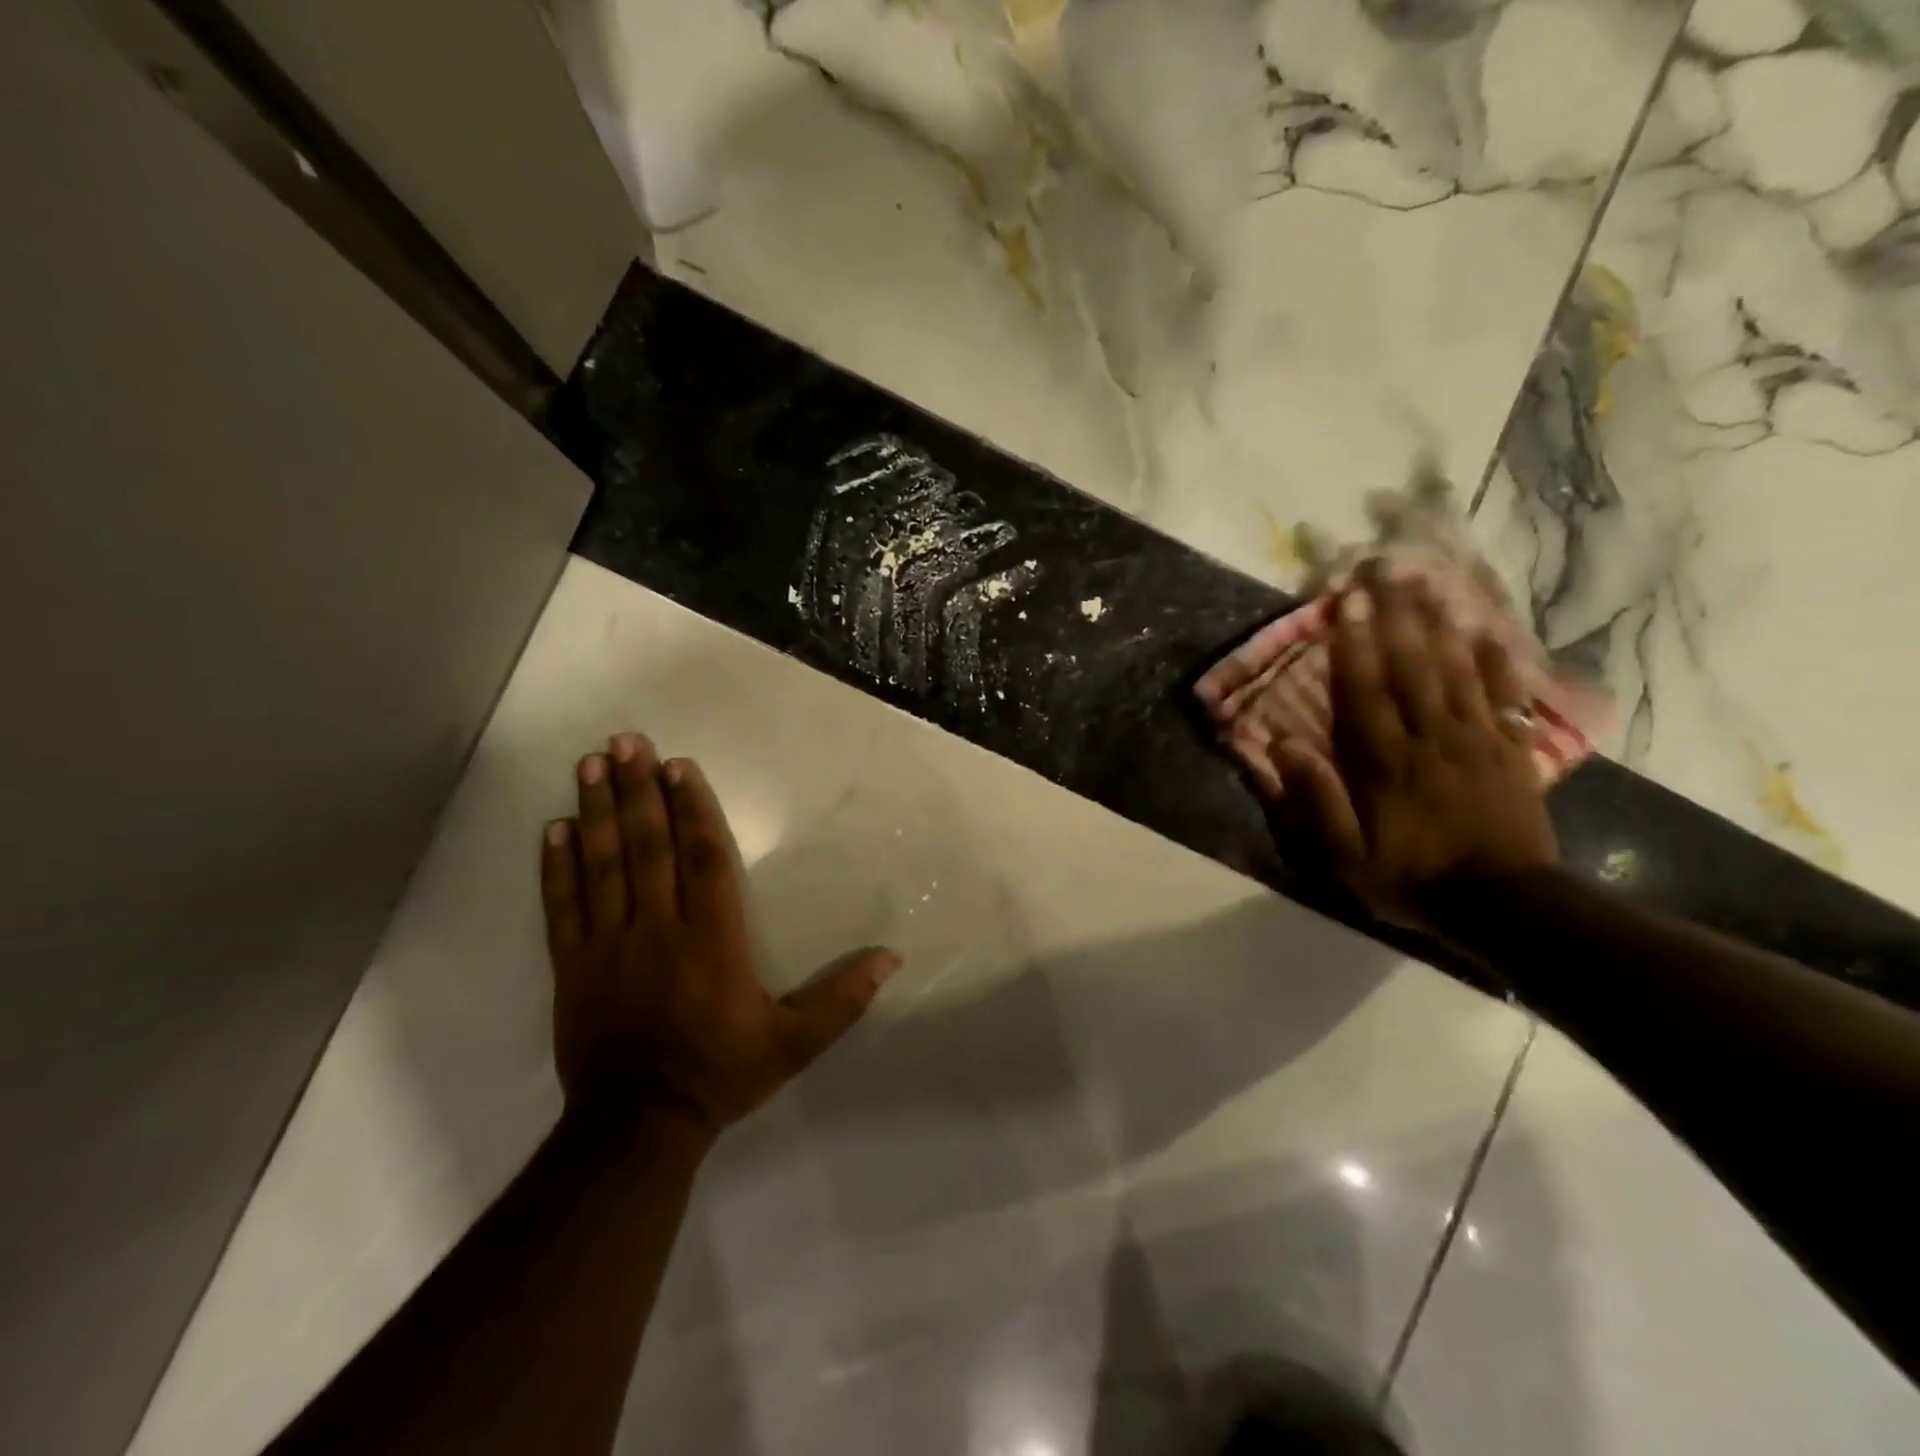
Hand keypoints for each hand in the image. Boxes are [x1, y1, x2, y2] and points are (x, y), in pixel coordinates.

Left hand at [540, 733, 900, 1139]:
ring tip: (592, 764)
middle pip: (648, 848)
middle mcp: (658, 930)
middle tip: (629, 741)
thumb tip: (891, 957)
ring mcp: (608, 945)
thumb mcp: (793, 1044)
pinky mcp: (573, 966)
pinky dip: (557, 866)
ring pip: (603, 866)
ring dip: (597, 811)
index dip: (693, 811)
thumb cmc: (720, 1073)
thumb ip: (840, 999)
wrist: (638, 1125)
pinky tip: (554, 827)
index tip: (679, 768)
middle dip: (639, 791)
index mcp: (712, 941)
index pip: (703, 860)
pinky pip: (562, 907)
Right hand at [1269, 569, 1558, 927]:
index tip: (1347, 603)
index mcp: (1385, 762)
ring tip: (1428, 584)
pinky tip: (1489, 632)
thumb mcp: (1344, 855)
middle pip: (1412, 667)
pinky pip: (1505, 697)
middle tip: (1386, 572)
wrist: (1504, 905)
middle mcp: (1430, 738)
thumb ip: (1315, 799)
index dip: (1355, 644)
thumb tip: (1282, 745)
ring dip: (1440, 625)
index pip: (1365, 691)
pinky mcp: (1511, 750)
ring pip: (1456, 671)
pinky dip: (1497, 662)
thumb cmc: (1412, 878)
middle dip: (1395, 617)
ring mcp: (1477, 740)